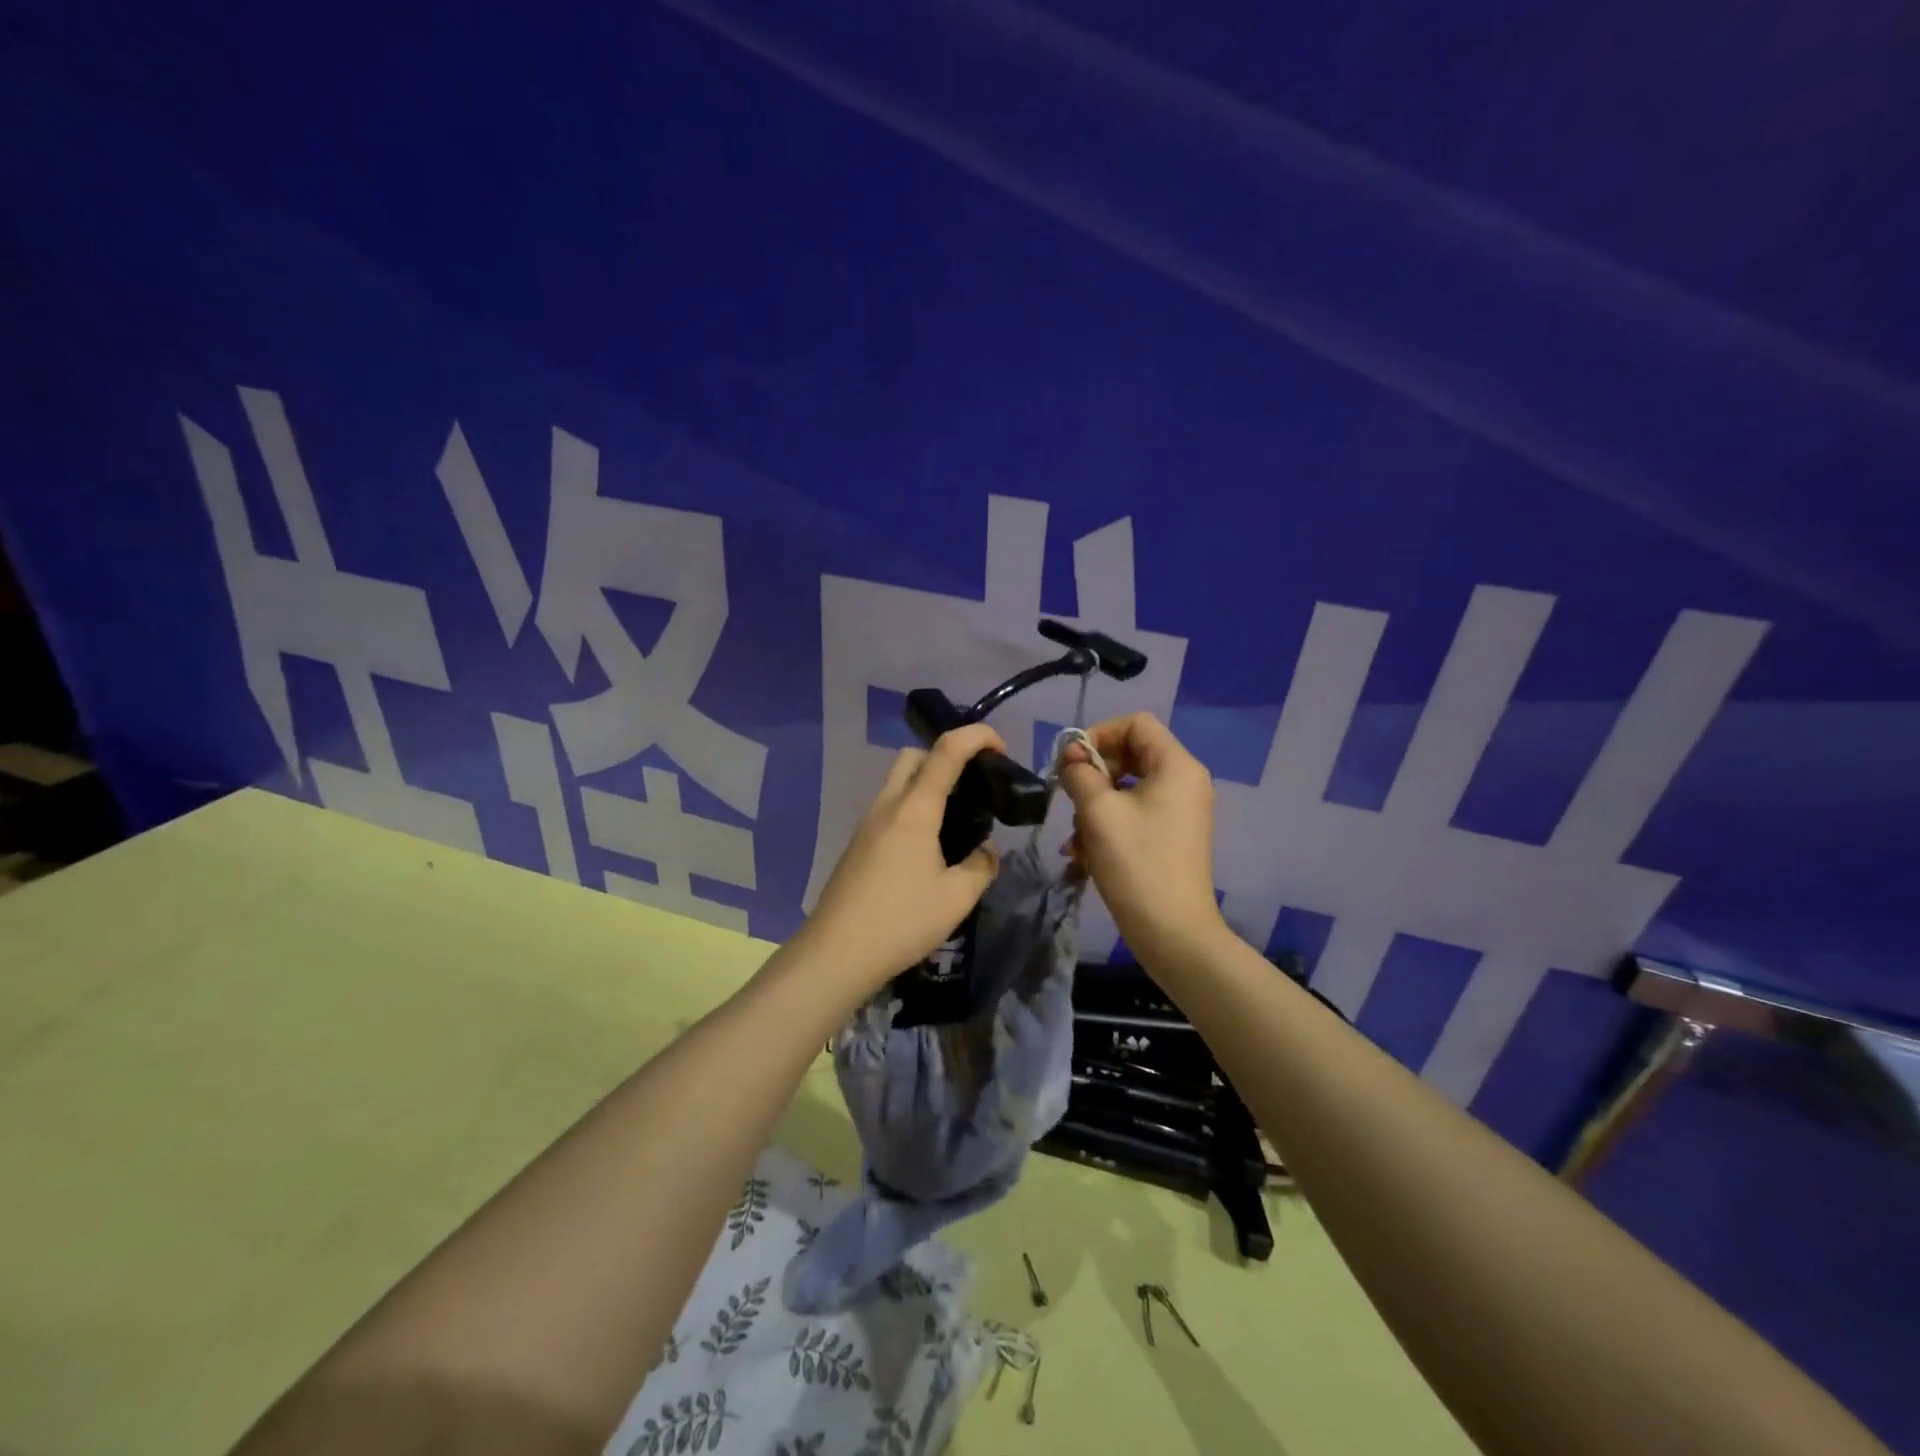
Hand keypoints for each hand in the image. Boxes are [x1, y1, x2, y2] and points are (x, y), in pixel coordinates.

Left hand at [799, 724, 1005, 995]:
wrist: (836, 953)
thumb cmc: (901, 921)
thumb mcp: (957, 898)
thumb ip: (981, 866)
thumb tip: (986, 850)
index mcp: (915, 809)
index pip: (946, 751)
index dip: (976, 736)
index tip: (1000, 749)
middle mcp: (887, 806)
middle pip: (913, 756)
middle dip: (945, 756)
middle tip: (972, 787)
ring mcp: (867, 825)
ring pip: (897, 782)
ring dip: (927, 784)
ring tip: (955, 821)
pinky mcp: (857, 845)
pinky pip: (888, 809)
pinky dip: (912, 809)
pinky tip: (927, 849)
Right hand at [1060, 713, 1228, 965]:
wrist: (1172, 932)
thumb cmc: (1136, 864)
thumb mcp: (1098, 812)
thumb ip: (1080, 773)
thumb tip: (1072, 755)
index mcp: (1176, 766)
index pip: (1135, 723)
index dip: (1098, 734)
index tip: (1071, 763)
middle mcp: (1184, 781)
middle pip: (1131, 754)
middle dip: (1094, 774)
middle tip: (1069, 798)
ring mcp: (1180, 810)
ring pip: (1127, 787)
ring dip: (1094, 805)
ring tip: (1074, 838)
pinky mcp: (1172, 836)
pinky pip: (1135, 813)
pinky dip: (1108, 825)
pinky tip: (1083, 854)